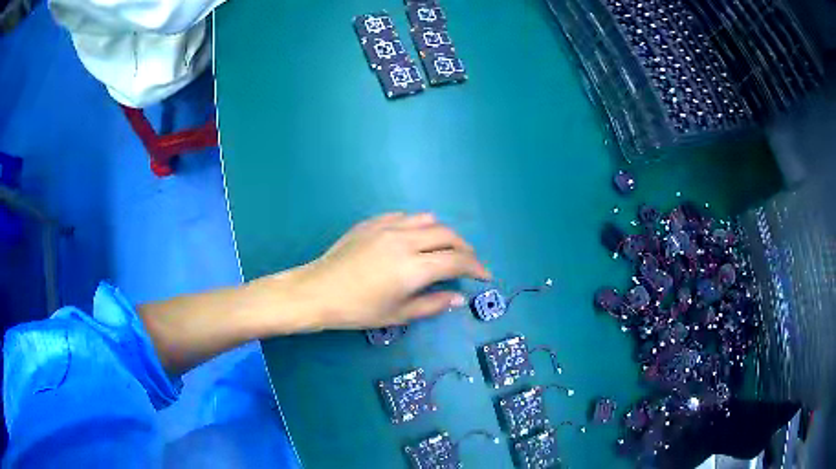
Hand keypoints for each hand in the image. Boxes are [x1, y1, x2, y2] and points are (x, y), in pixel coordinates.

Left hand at [288, 213, 490, 329]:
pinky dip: (419, 225)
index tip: (485, 276)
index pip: (457, 261)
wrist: (318, 291)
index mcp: (414, 267)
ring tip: (444, 249)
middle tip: (468, 264)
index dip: (476, 268)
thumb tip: (458, 298)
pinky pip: (405, 216)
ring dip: (443, 234)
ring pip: (428, 220)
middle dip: (465, 249)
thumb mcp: (398, 314)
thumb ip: (433, 304)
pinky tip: (414, 239)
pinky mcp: (373, 222)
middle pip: (448, 235)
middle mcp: (406, 240)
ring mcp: (388, 227)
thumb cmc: (357, 309)